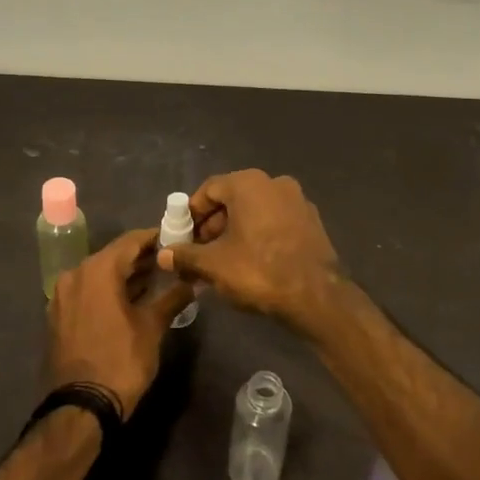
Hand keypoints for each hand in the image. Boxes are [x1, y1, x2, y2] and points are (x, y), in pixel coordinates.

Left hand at [44, 227, 195, 418]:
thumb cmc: (121, 360)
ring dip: (125, 276)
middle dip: (141, 258)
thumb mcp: (152, 327)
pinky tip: (130, 300)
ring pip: (99, 274)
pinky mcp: (58, 315)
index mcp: (97, 270)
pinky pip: (87, 292)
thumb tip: (193, 281)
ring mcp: (62, 295)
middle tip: (170, 262)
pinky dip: (108, 291)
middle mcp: (75, 274)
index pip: (131, 241)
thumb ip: (172, 297)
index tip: (177, 240)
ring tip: (156, 280)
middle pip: (113, 256)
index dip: (155, 238)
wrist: (81, 406)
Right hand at [156, 170, 342, 330]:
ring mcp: (297, 201)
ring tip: (222, 262)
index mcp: (248, 183)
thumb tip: (163, 255)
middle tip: (199, 253)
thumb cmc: (258, 270)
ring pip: (255, 212)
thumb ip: (185, 255)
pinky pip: (275, 223)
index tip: (182, 237)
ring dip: (235, 233)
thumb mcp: (213, 265)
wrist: (316, 296)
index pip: (208, 190)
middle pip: (233, 200)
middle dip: (212, 226)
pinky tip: (251, 263)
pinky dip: (258, 236)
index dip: (191, 214)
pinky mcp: (312, 222)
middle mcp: (274, 183)